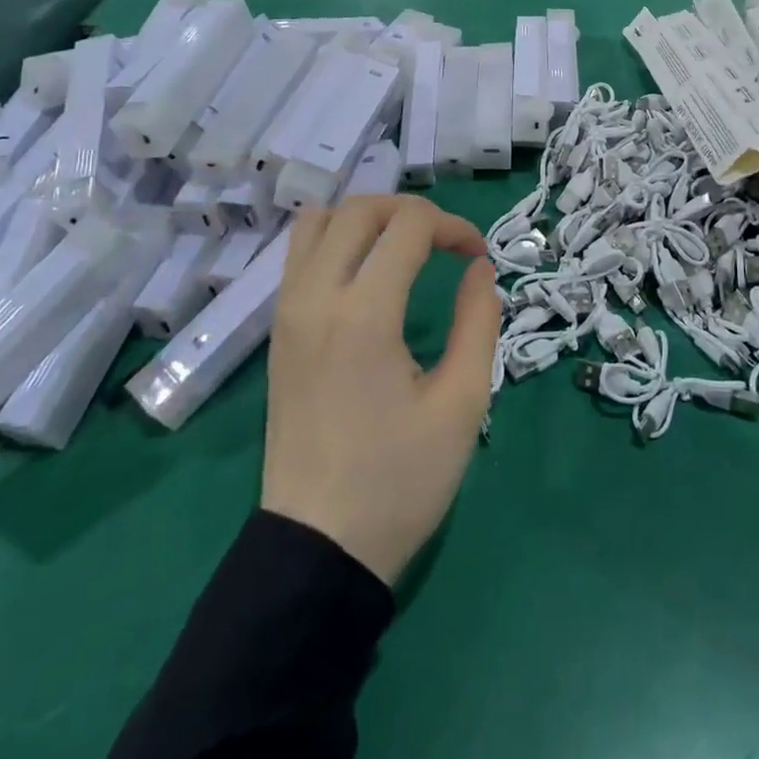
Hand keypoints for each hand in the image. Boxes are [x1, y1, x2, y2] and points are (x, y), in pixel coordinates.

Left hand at [261, 195, 498, 584]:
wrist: (318, 550)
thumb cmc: (399, 481)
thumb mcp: (462, 404)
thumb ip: (479, 323)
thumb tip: (480, 270)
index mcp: (364, 315)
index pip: (409, 225)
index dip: (453, 226)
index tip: (478, 258)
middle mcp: (316, 299)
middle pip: (359, 209)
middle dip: (411, 210)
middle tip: (445, 244)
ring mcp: (288, 314)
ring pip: (318, 222)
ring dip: (368, 219)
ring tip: (404, 248)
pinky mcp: (278, 333)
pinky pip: (300, 256)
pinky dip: (336, 240)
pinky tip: (367, 273)